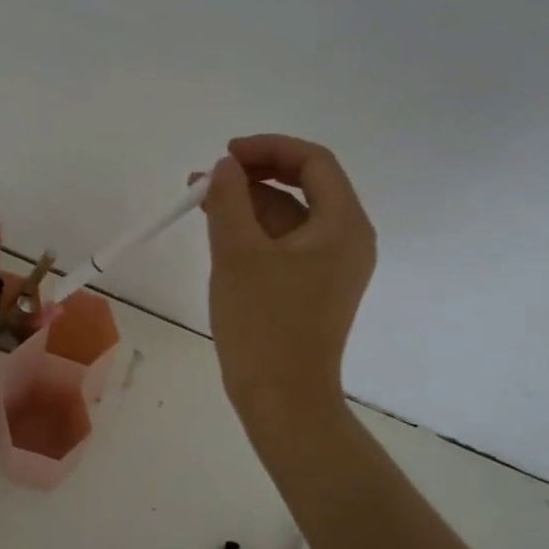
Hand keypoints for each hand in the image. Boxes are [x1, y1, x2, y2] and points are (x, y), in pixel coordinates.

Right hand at [200, 134, 376, 427]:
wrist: (282, 400)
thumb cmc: (264, 323)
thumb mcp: (238, 252)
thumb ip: (229, 198)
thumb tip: (225, 167)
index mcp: (343, 225)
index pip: (314, 162)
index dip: (268, 148)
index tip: (226, 154)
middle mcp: (347, 241)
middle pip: (304, 187)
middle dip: (254, 176)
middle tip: (207, 179)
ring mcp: (331, 268)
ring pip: (290, 218)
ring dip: (249, 204)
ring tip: (201, 203)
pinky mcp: (313, 290)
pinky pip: (285, 246)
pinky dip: (255, 233)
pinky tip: (220, 234)